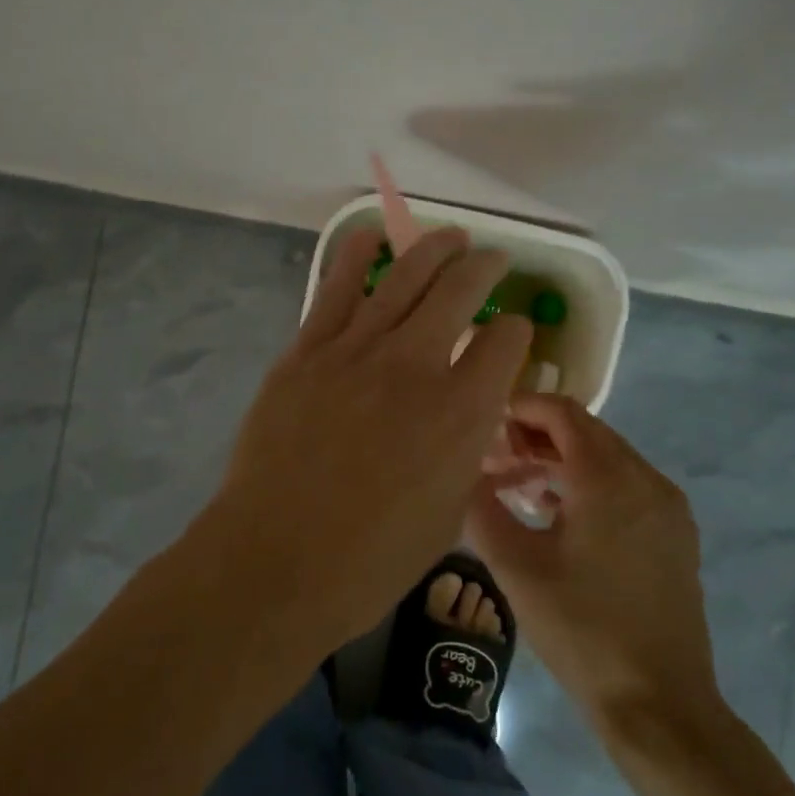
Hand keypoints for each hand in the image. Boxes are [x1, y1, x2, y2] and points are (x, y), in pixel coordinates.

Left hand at [210, 227, 533, 654]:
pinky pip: (336, 289)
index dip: (517, 334)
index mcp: (462, 411)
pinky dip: (357, 256)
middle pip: (460, 291)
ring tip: (450, 237)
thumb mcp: (449, 513)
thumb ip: (466, 452)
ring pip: (403, 277)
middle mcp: (415, 365)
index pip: (507, 343)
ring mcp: (355, 351)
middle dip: (484, 268)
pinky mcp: (307, 351)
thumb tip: (470, 416)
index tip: (512, 336)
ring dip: (434, 250)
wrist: (277, 558)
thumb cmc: (372, 558)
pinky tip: (372, 236)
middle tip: (492, 260)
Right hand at [467, 394, 722, 733]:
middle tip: (493, 460)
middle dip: (536, 436)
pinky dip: (588, 485)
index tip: (484, 425)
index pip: (562, 412)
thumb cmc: (582, 630)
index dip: (520, 408)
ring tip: (516, 486)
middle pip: (585, 432)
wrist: (660, 704)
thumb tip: (462, 474)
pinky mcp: (674, 534)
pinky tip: (555, 515)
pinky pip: (626, 487)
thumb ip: (482, 509)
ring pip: (606, 459)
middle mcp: (646, 479)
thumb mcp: (516, 568)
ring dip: (560, 462)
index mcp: (609, 478)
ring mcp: (667, 507)